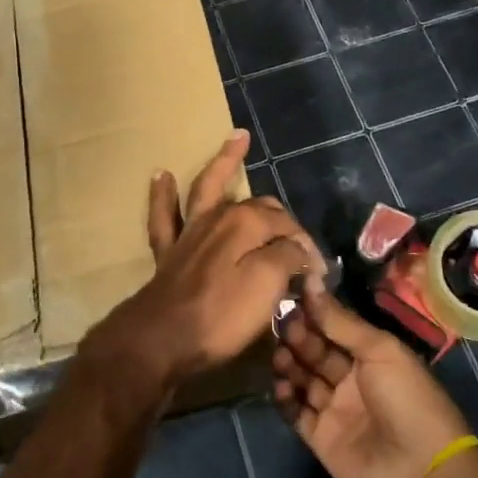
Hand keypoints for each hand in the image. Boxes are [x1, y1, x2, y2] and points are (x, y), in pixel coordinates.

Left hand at [89, 131, 320, 389]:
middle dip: (281, 217)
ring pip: (208, 188)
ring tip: (237, 139)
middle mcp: (219, 217)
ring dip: (223, 162)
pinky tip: (161, 175)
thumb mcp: (268, 287)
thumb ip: (288, 259)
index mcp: (246, 223)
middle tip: (298, 240)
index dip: (306, 249)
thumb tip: (300, 250)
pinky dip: (163, 195)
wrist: (163, 338)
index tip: (317, 277)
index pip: (288, 227)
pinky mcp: (169, 251)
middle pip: (259, 206)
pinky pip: (164, 215)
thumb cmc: (221, 314)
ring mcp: (191, 231)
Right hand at [274, 285, 472, 477]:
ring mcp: (335, 409)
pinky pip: (296, 412)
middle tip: (282, 325)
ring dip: (289, 364)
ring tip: (280, 356)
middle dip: (299, 336)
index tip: (290, 297)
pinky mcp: (321, 438)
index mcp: (371, 355)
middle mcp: (351, 379)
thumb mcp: (380, 350)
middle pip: (316, 351)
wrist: (422, 473)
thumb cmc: (408, 399)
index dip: (314, 314)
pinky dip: (285, 397)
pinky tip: (280, 384)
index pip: (335, 327)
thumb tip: (311, 284)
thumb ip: (341, 321)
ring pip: (303, 379)